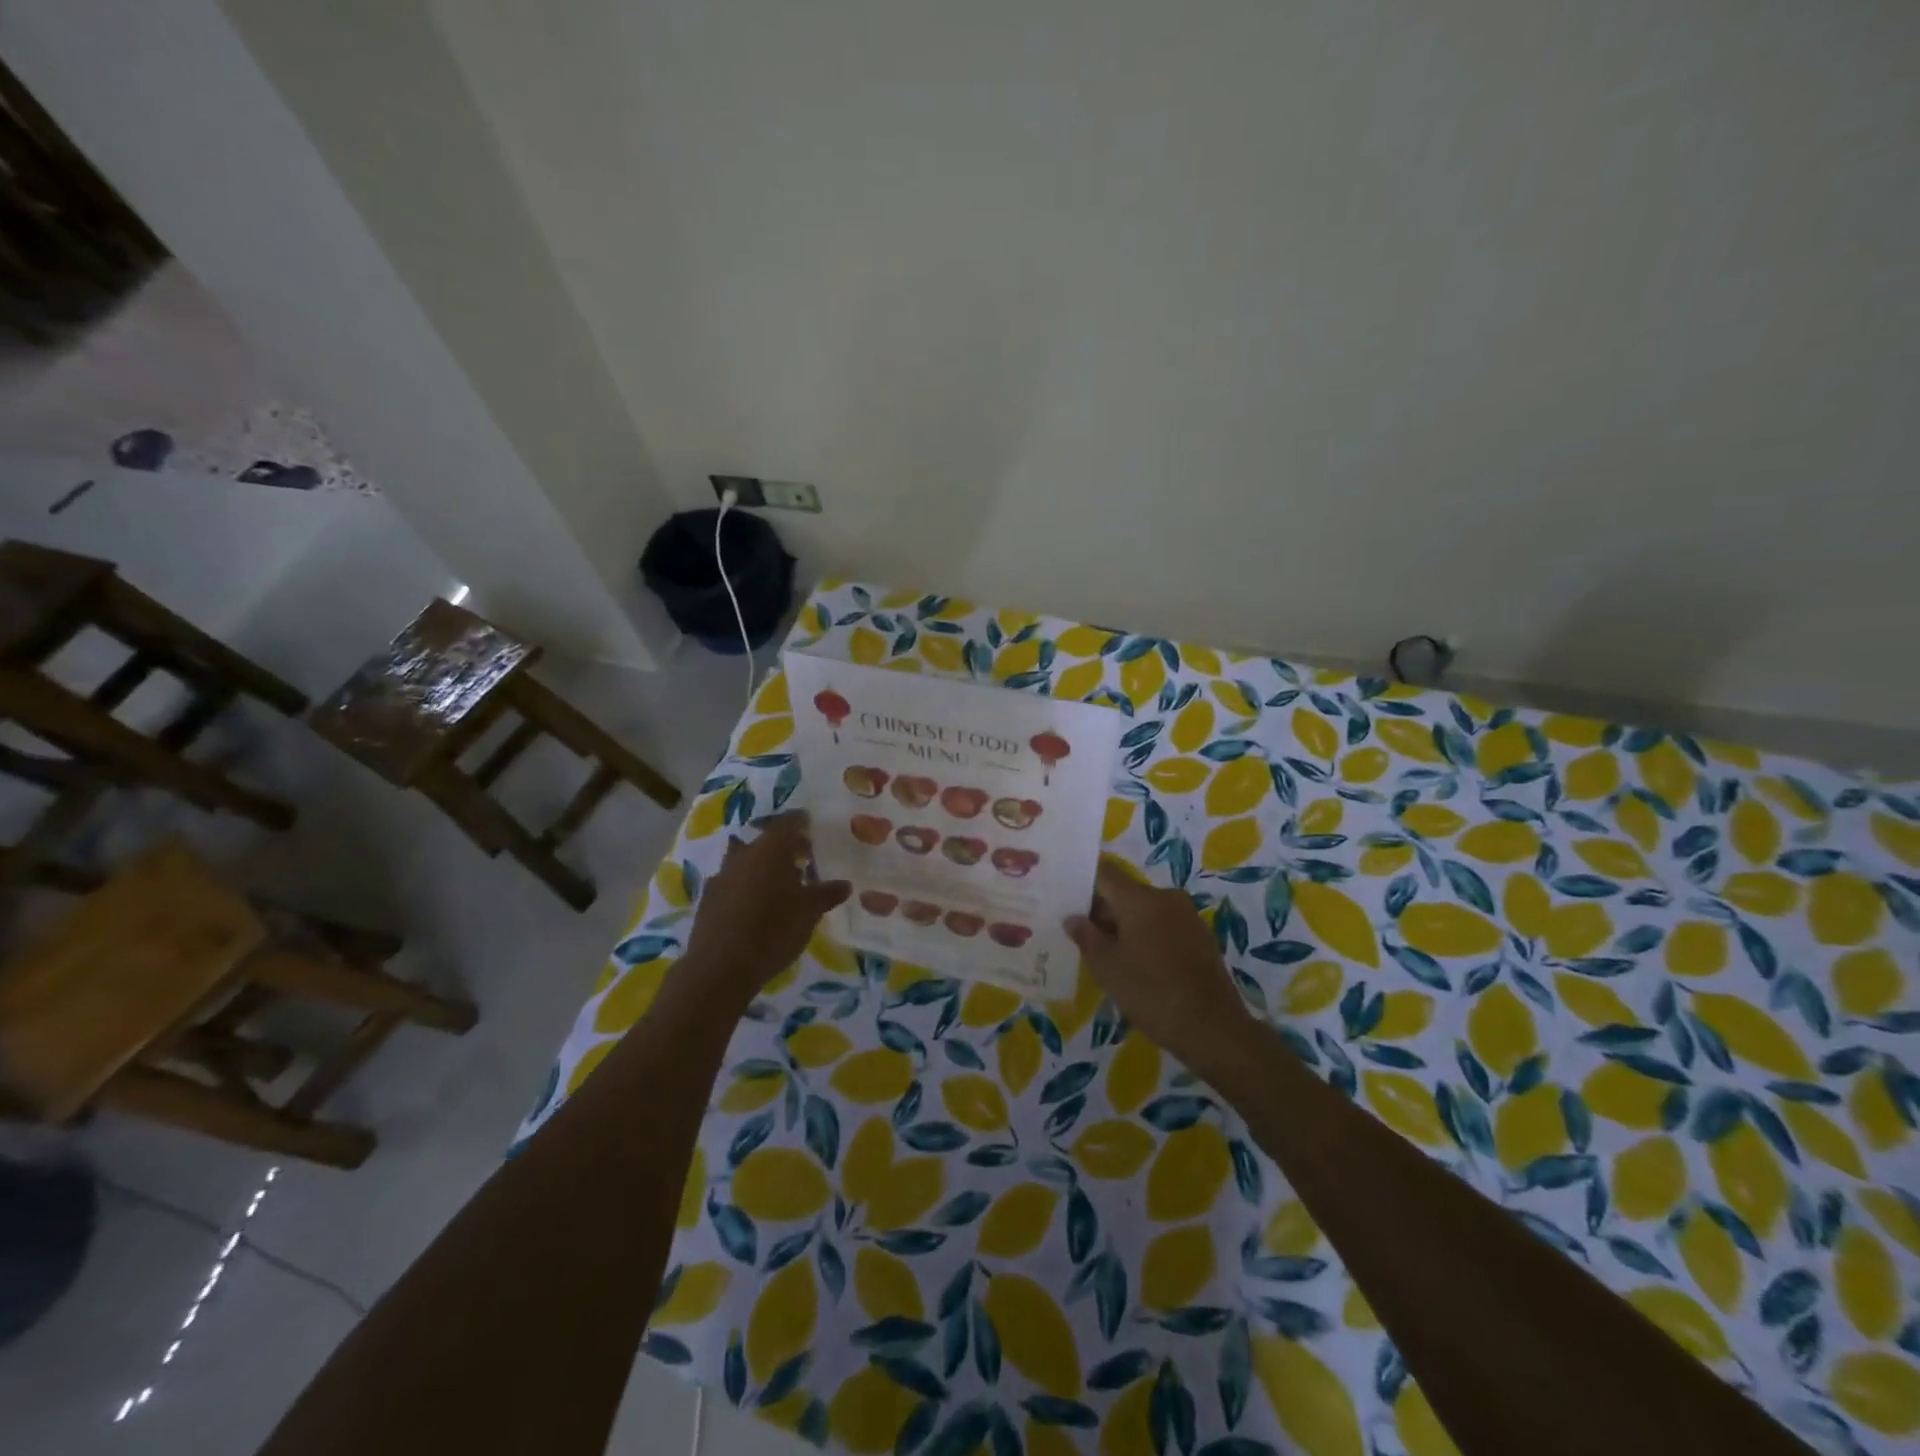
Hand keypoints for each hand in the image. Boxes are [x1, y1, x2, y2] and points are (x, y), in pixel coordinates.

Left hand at [682, 814, 849, 999]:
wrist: (720, 967)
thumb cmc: (773, 930)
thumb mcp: (810, 912)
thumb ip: (827, 893)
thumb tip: (845, 884)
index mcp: (770, 850)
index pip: (787, 823)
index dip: (800, 821)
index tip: (810, 824)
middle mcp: (743, 855)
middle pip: (764, 841)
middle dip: (782, 846)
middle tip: (801, 857)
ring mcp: (721, 877)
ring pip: (744, 861)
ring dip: (761, 866)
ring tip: (779, 884)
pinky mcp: (708, 900)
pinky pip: (732, 883)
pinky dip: (746, 887)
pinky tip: (755, 906)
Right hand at [1065, 860, 1250, 1070]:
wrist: (1214, 1029)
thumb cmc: (1151, 993)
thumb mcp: (1107, 968)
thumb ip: (1086, 936)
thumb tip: (1073, 918)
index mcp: (1140, 898)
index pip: (1104, 873)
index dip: (1083, 883)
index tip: (1066, 901)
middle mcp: (1166, 897)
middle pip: (1125, 892)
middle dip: (1102, 910)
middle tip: (1081, 936)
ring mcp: (1187, 916)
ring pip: (1145, 910)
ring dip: (1125, 926)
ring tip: (1108, 955)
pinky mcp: (1201, 937)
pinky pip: (1164, 925)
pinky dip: (1147, 936)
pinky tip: (1138, 965)